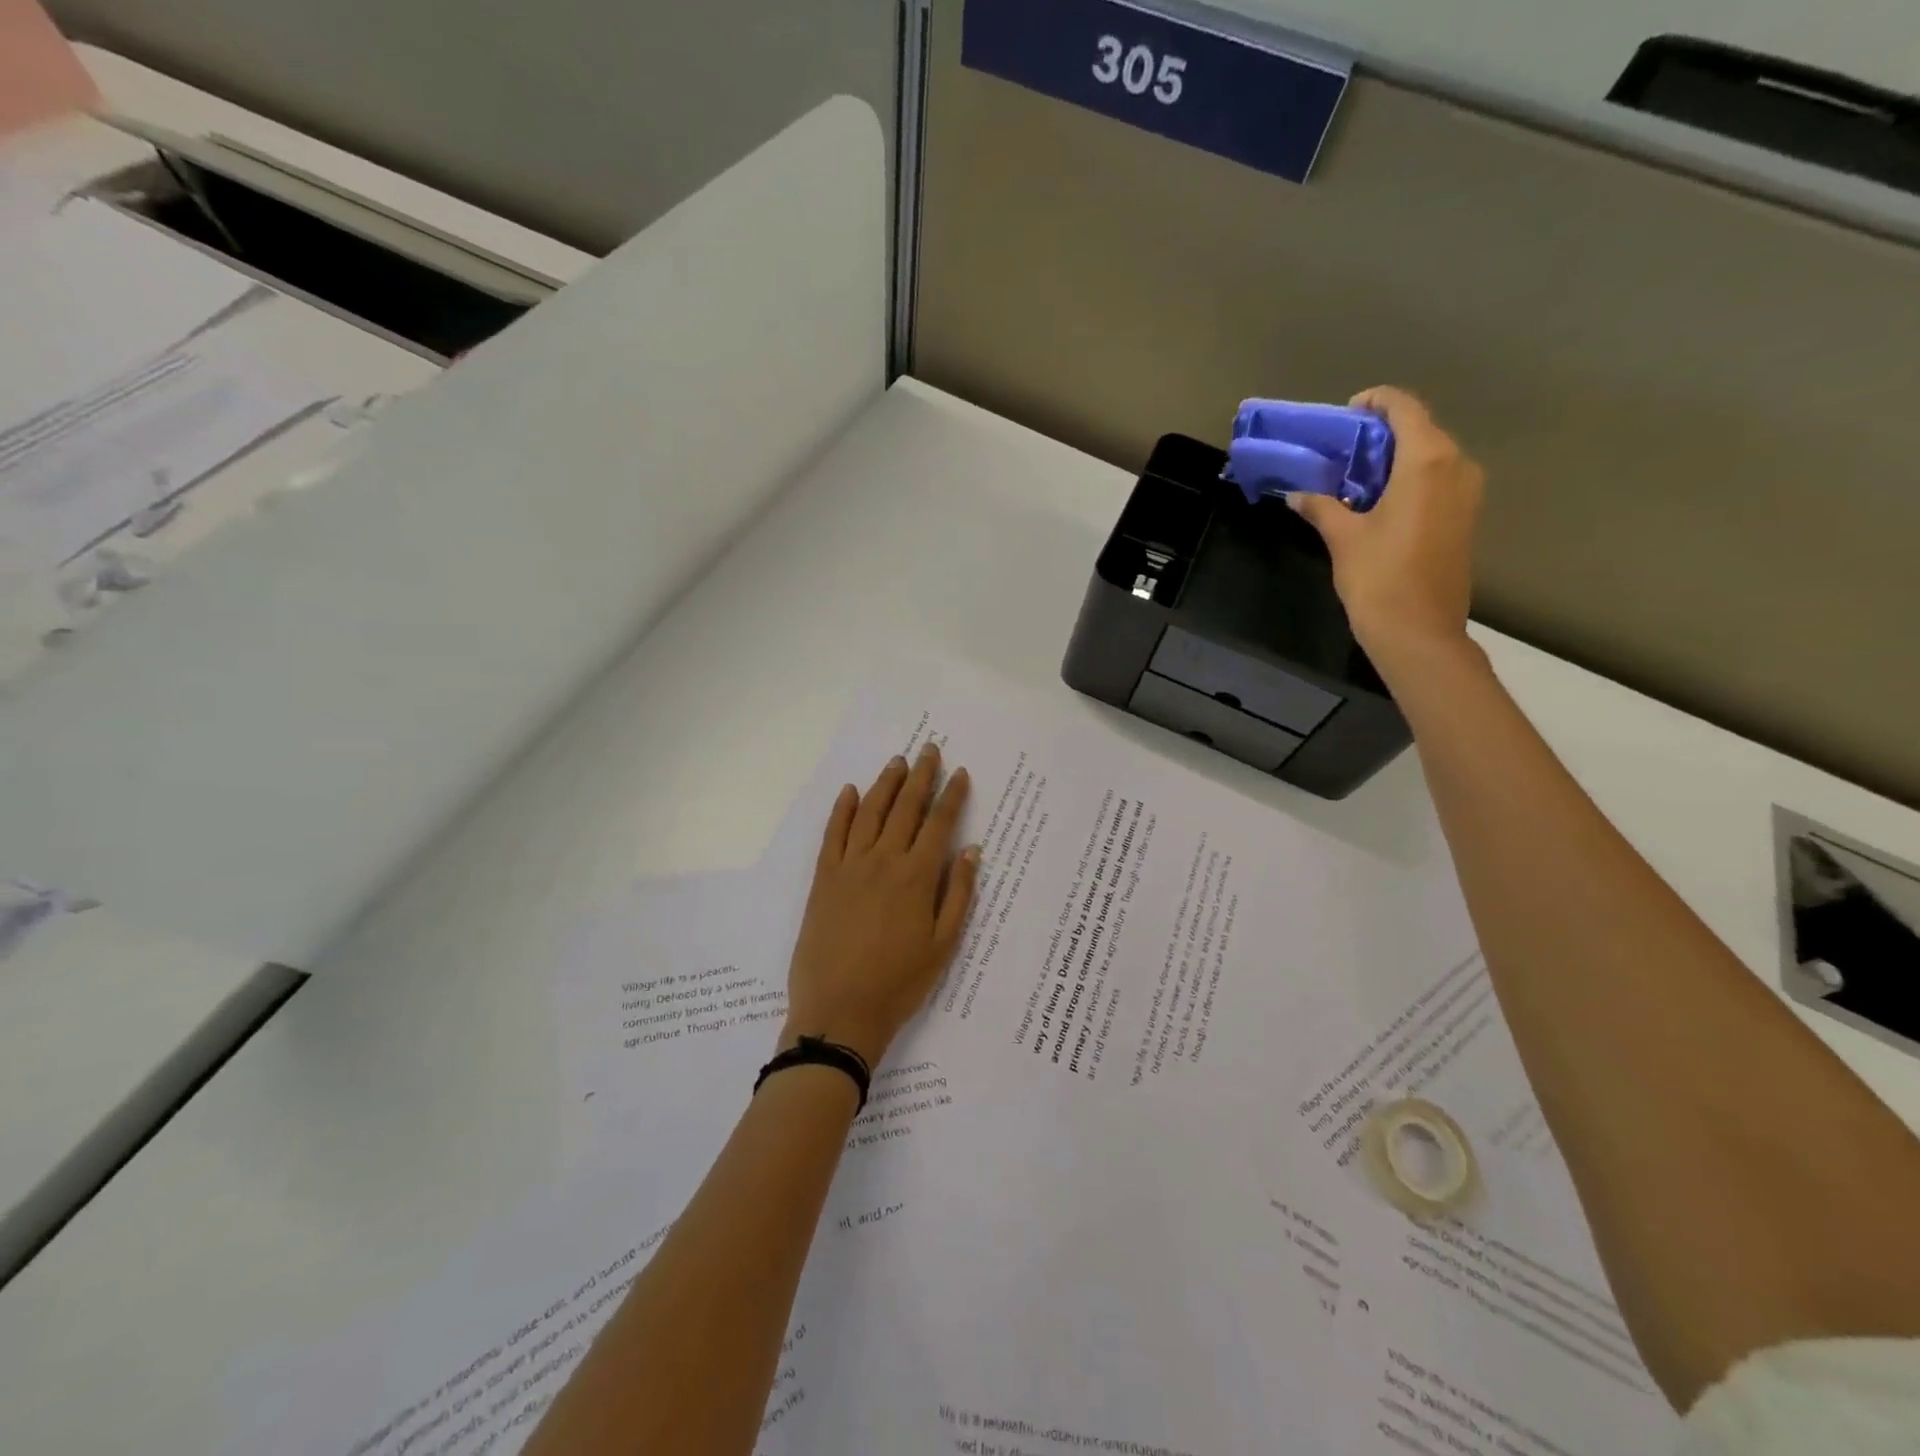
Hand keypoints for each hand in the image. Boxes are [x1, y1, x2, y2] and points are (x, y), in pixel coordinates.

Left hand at [782, 744, 980, 1067]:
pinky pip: (833, 834)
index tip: (960, 773)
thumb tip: (970, 850)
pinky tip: (850, 792)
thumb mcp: (943, 945)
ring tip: (898, 762)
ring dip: (885, 784)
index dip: (951, 796)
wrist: (839, 1010)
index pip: (939, 824)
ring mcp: (849, 866)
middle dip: (921, 776)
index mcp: (916, 877)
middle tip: (929, 750)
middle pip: (905, 808)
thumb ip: (958, 894)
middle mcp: (883, 860)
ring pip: (870, 812)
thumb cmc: (899, 982)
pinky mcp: (824, 878)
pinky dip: (842, 810)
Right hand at [1289, 387, 1484, 665]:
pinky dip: (1408, 479)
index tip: (1345, 414)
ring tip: (1354, 477)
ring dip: (1394, 459)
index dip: (1375, 403)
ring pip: (1430, 456)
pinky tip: (1377, 501)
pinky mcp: (1464, 517)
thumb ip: (1322, 506)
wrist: (1418, 631)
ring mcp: (1466, 493)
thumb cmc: (1379, 577)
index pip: (1404, 408)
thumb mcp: (1343, 537)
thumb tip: (1299, 494)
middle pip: (1420, 430)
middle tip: (1341, 451)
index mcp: (1427, 461)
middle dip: (1381, 434)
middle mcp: (1456, 466)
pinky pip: (1437, 480)